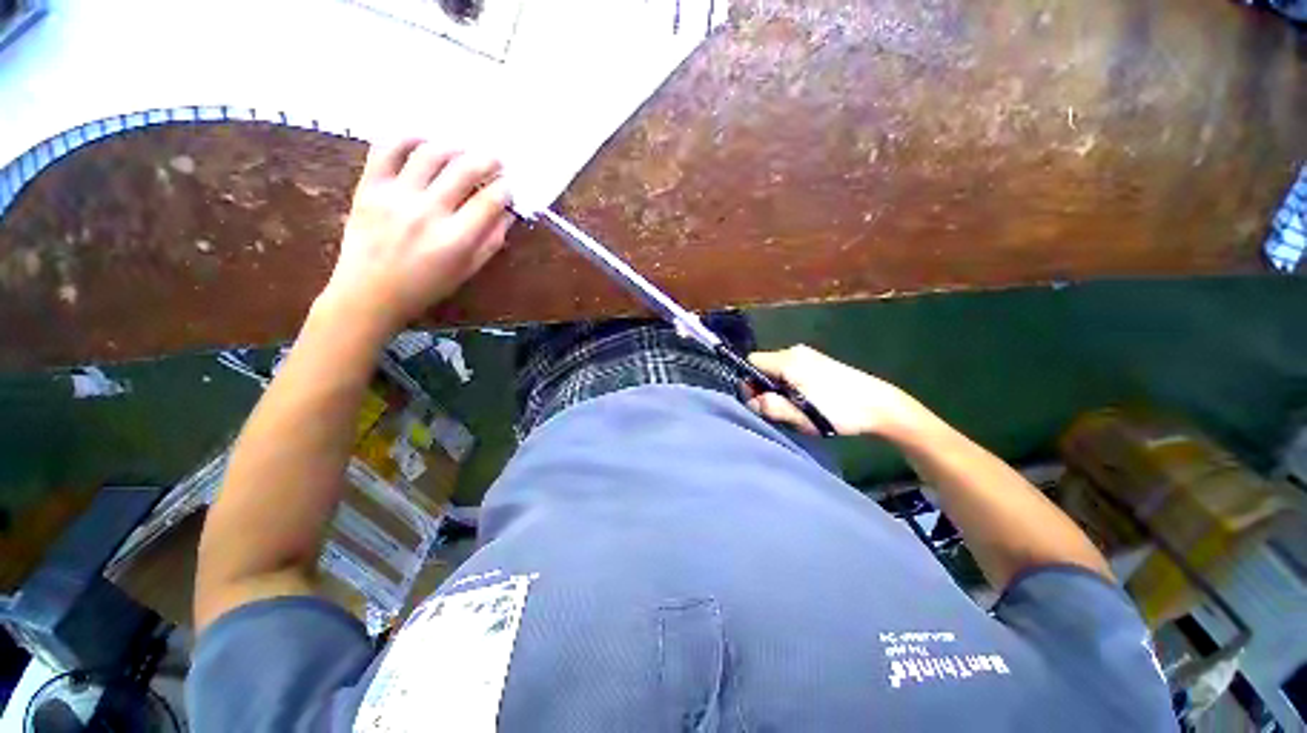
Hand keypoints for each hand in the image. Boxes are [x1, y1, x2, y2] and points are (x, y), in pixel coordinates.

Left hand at [320, 139, 512, 332]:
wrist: (369, 294)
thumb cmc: (425, 287)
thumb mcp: (467, 271)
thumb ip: (491, 241)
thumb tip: (507, 214)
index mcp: (455, 240)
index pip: (489, 202)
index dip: (505, 189)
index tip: (509, 186)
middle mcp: (427, 213)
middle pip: (463, 170)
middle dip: (487, 161)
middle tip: (495, 161)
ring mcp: (395, 196)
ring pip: (430, 153)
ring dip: (454, 147)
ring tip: (463, 151)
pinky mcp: (369, 187)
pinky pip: (387, 149)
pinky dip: (408, 138)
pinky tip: (424, 141)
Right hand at [746, 345, 926, 437]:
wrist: (879, 405)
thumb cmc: (838, 411)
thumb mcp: (800, 416)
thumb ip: (770, 407)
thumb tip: (752, 401)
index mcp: (787, 360)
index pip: (751, 362)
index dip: (748, 382)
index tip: (760, 402)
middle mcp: (794, 351)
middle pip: (763, 366)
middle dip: (763, 387)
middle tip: (778, 408)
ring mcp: (807, 354)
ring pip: (776, 369)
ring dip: (777, 388)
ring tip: (794, 406)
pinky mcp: (817, 361)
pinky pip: (789, 370)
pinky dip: (789, 384)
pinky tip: (804, 399)